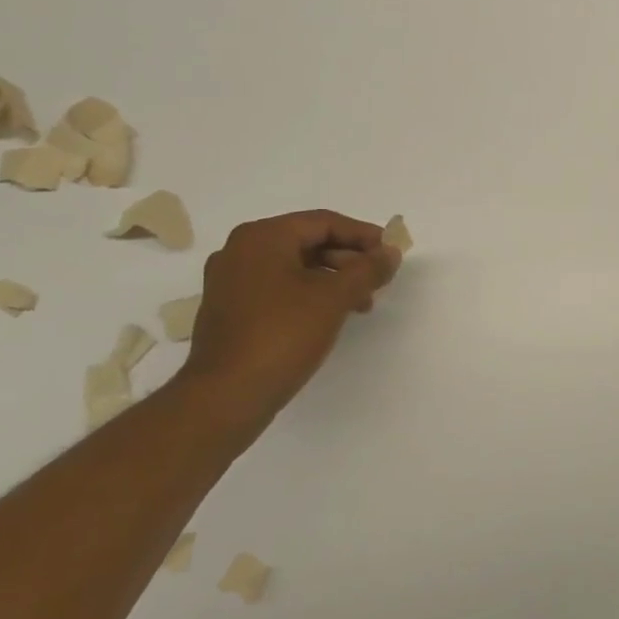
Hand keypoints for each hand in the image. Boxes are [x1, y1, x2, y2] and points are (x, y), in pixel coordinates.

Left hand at [180, 210, 401, 421]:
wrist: (227, 395)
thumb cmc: (283, 334)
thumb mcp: (335, 297)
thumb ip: (368, 269)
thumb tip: (391, 252)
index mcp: (262, 237)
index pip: (324, 222)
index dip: (363, 235)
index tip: (391, 254)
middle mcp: (241, 251)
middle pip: (309, 242)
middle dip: (349, 259)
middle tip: (380, 279)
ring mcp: (232, 282)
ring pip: (296, 267)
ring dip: (334, 279)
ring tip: (362, 304)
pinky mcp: (232, 310)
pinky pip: (280, 288)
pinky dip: (310, 294)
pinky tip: (332, 316)